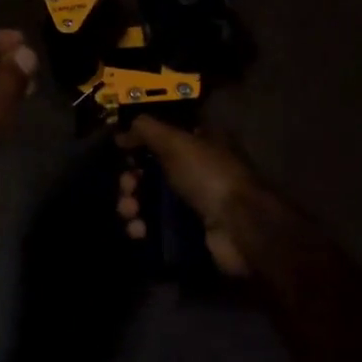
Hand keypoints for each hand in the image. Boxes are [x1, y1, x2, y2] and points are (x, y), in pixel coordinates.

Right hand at [115, 115, 258, 276]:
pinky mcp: (190, 231)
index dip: (140, 142)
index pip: (164, 135)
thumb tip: (122, 133)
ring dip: (133, 205)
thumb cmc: (209, 175)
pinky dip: (143, 227)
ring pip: (152, 199)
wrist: (240, 228)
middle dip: (132, 179)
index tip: (122, 151)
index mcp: (201, 140)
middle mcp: (198, 168)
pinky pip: (158, 226)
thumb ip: (146, 130)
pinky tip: (138, 231)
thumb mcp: (176, 141)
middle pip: (153, 169)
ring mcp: (195, 201)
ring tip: (129, 213)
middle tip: (126, 187)